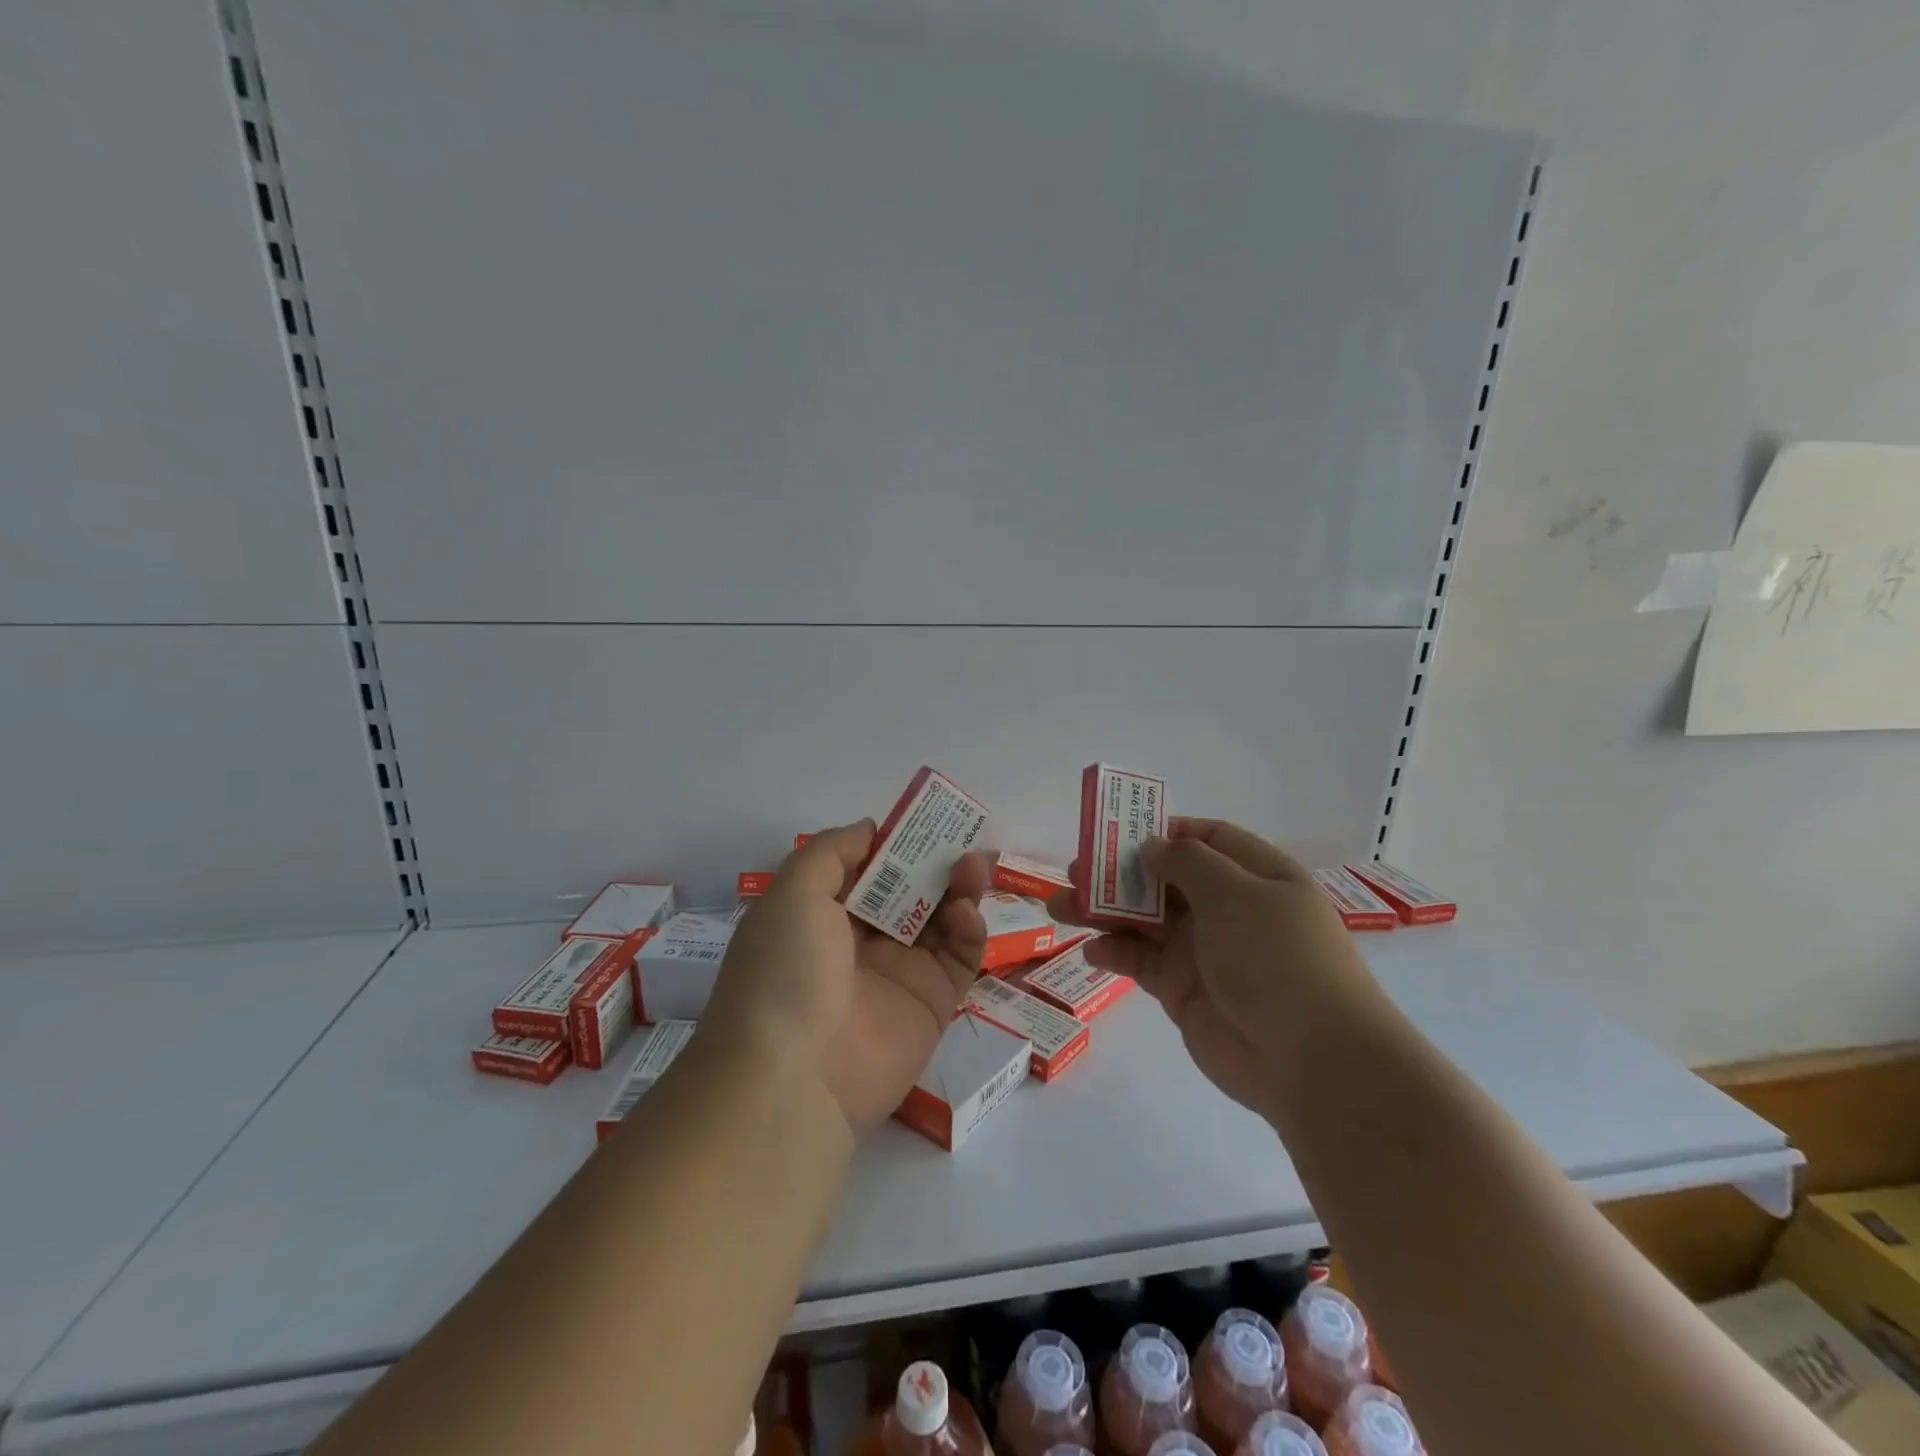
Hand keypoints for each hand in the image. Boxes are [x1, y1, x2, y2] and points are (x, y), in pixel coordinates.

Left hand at [702, 820, 989, 1133]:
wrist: (795, 1077)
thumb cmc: (786, 969)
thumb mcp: (793, 892)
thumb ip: (833, 851)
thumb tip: (870, 828)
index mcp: (823, 914)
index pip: (867, 869)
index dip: (894, 843)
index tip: (923, 818)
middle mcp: (861, 941)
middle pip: (910, 891)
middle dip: (935, 862)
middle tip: (962, 837)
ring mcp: (899, 972)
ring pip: (941, 919)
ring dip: (959, 887)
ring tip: (974, 866)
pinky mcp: (933, 1002)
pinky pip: (960, 957)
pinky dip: (969, 930)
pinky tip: (964, 912)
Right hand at [1049, 818, 1375, 1115]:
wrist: (1309, 1060)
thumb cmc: (1277, 958)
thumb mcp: (1237, 894)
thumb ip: (1188, 863)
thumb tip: (1152, 847)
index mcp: (1256, 877)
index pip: (1208, 839)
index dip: (1166, 831)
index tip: (1121, 831)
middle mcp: (1229, 909)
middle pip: (1165, 878)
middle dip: (1120, 872)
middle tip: (1075, 870)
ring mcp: (1203, 951)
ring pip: (1144, 919)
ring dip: (1104, 911)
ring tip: (1060, 908)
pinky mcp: (1182, 990)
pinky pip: (1140, 961)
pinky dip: (1114, 952)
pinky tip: (1091, 951)